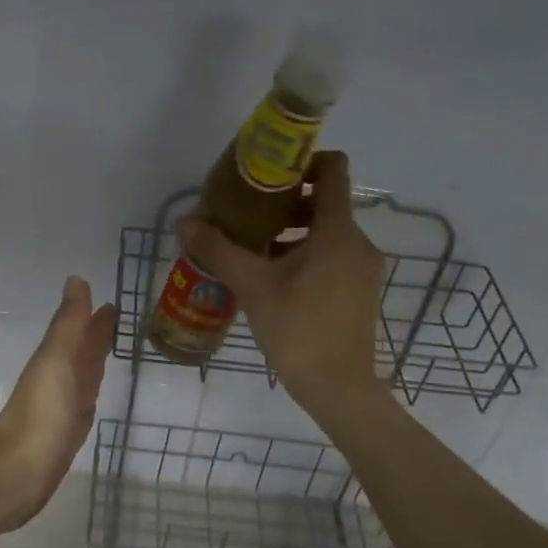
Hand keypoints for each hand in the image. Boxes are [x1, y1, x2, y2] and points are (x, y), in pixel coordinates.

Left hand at [0, 276, 117, 533]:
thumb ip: (68, 323)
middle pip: (80, 350)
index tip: (114, 301)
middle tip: (119, 317)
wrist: (18, 473)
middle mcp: (58, 378)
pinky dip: (91, 392)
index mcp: (55, 358)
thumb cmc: (41, 414)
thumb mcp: (57, 360)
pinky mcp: (67, 434)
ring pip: (83, 375)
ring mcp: (62, 407)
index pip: (78, 330)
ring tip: (113, 348)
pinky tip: (94, 394)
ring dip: (95, 360)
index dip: (93, 316)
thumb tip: (76, 279)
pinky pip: (84, 404)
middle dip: (96, 334)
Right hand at [177, 151, 385, 412]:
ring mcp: (362, 267)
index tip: (268, 171)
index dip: (304, 160)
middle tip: (246, 214)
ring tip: (253, 248)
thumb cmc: (298, 329)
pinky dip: (304, 254)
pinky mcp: (358, 290)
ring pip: (326, 231)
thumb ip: (219, 250)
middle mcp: (357, 242)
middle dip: (286, 202)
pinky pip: (331, 255)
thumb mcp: (252, 286)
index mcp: (337, 231)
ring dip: (291, 231)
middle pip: (325, 202)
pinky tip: (272, 277)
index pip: (334, 170)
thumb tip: (186, 221)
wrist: (338, 387)